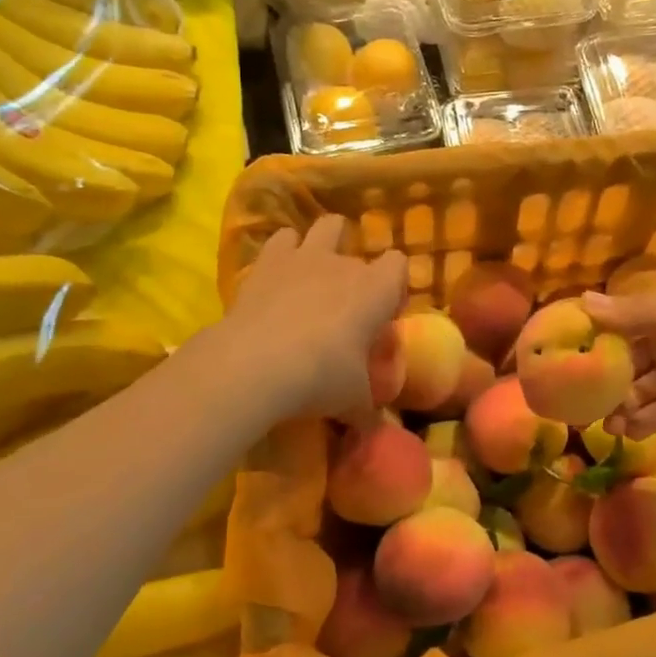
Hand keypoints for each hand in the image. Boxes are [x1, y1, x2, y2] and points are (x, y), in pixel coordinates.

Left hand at [217, 217, 406, 422]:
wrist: (256, 364)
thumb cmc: (321, 377)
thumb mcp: (354, 401)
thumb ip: (367, 408)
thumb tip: (374, 429)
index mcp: (376, 289)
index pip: (399, 265)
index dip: (394, 287)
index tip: (383, 316)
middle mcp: (344, 264)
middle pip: (361, 252)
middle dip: (357, 274)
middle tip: (346, 308)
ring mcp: (304, 257)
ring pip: (325, 227)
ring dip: (325, 243)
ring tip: (316, 273)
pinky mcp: (266, 262)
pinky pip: (281, 239)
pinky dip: (283, 251)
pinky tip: (278, 275)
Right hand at [584, 287, 655, 435]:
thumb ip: (637, 315)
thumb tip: (582, 302)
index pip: (616, 328)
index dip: (590, 344)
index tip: (560, 363)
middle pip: (626, 365)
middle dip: (603, 385)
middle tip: (575, 409)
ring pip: (642, 392)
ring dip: (622, 408)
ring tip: (602, 427)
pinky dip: (646, 422)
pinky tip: (626, 433)